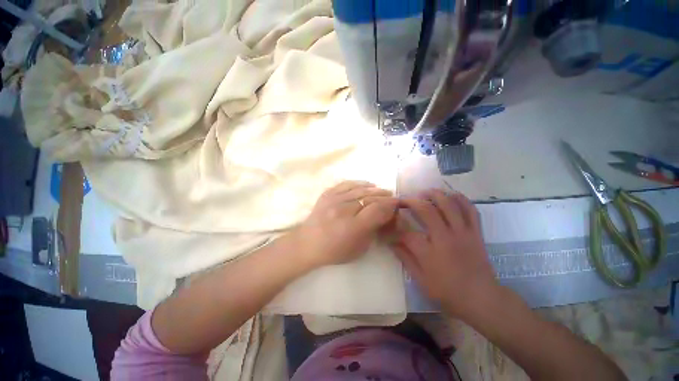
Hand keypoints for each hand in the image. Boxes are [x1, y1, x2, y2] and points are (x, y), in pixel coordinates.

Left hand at [293, 181, 398, 268]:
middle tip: (392, 197)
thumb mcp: (359, 249)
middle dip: (384, 197)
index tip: (397, 204)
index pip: (377, 209)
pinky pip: (346, 184)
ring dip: (374, 189)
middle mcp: (343, 210)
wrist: (308, 243)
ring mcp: (333, 200)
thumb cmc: (335, 251)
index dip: (390, 205)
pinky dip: (359, 183)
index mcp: (353, 227)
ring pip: (360, 189)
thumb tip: (384, 215)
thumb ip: (373, 230)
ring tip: (382, 191)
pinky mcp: (327, 194)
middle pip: (370, 198)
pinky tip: (367, 185)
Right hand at [392, 189, 499, 317]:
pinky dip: (460, 199)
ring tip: (424, 192)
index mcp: (430, 253)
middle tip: (404, 200)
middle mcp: (445, 238)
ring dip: (435, 194)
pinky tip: (451, 195)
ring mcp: (463, 233)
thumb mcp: (421, 280)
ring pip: (449, 204)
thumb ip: (405, 259)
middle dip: (411, 201)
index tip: (389, 223)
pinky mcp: (476, 232)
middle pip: (426, 210)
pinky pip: (470, 209)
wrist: (482, 299)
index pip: (406, 232)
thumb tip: (391, 242)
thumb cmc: (448, 292)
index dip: (395, 227)